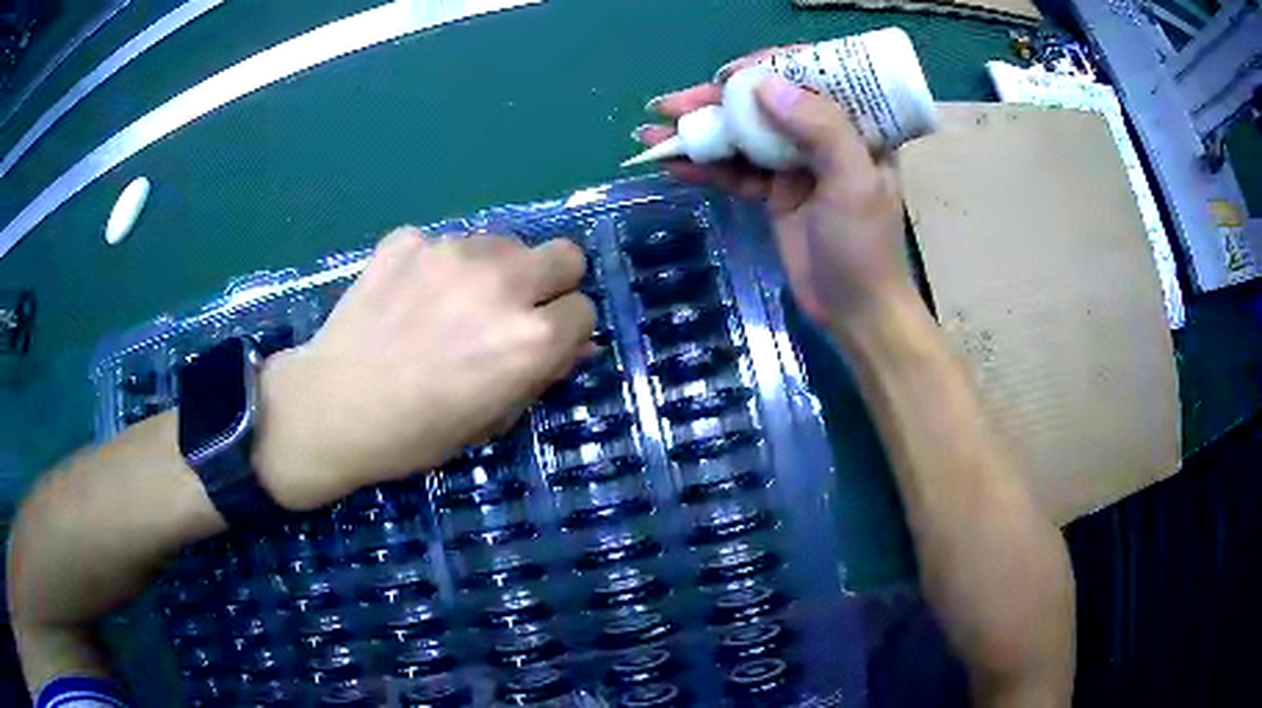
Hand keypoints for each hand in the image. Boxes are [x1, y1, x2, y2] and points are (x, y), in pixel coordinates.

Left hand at [254, 228, 593, 509]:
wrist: (331, 407)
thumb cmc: (416, 433)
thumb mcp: (492, 419)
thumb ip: (541, 374)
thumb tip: (576, 343)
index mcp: (530, 336)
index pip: (584, 309)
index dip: (565, 330)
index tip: (542, 344)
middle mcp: (502, 281)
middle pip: (564, 255)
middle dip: (550, 282)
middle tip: (513, 310)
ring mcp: (452, 250)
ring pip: (503, 243)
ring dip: (493, 270)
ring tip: (450, 305)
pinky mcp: (409, 239)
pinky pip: (443, 243)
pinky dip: (435, 265)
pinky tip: (407, 297)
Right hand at [638, 48, 913, 330]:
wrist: (856, 314)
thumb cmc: (865, 249)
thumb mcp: (853, 184)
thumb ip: (820, 128)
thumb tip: (763, 84)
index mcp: (856, 125)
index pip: (812, 75)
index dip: (768, 67)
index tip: (729, 76)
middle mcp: (824, 135)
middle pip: (766, 102)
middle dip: (716, 101)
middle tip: (669, 105)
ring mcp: (796, 164)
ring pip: (743, 135)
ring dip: (700, 131)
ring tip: (652, 132)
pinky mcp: (774, 192)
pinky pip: (735, 170)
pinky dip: (705, 165)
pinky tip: (671, 163)